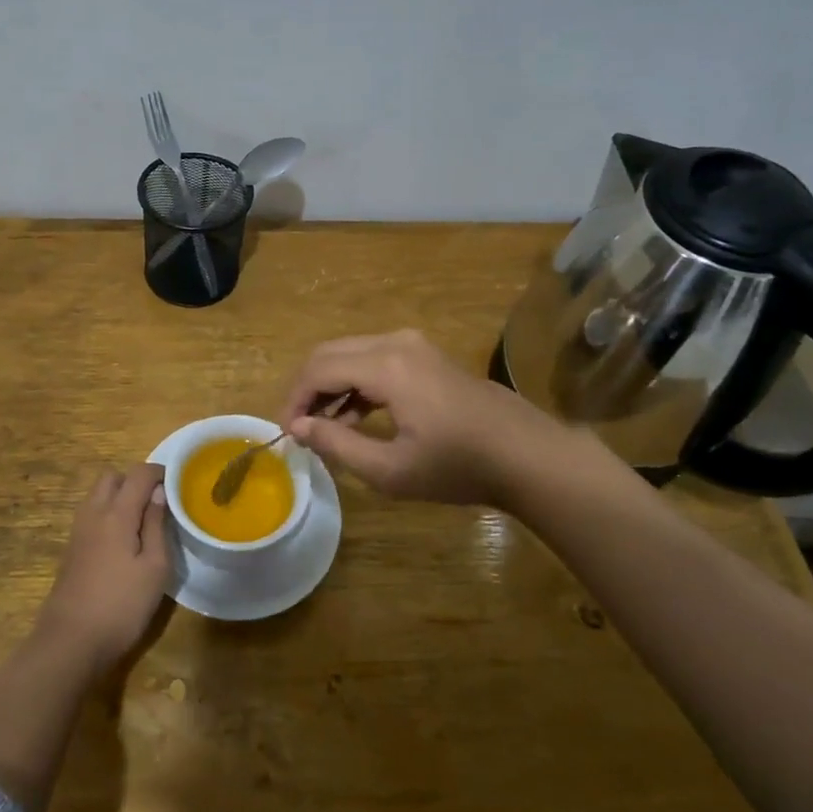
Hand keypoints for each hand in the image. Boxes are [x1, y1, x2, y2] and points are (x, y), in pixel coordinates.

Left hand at [39, 463, 170, 672]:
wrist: (70, 641)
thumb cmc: (121, 605)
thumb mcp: (155, 568)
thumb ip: (158, 525)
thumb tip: (159, 493)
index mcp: (117, 513)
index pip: (138, 473)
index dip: (159, 472)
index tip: (177, 484)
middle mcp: (93, 513)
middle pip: (112, 477)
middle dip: (135, 480)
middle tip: (157, 503)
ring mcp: (78, 530)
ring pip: (98, 494)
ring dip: (119, 497)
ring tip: (143, 522)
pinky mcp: (71, 548)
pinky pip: (91, 514)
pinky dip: (108, 513)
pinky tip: (123, 541)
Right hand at [279, 329, 619, 506]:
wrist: (526, 455)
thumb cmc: (457, 466)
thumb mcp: (390, 469)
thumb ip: (336, 444)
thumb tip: (298, 428)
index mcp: (385, 366)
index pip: (318, 370)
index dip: (294, 400)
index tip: (286, 434)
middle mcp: (395, 343)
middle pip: (330, 354)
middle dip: (307, 389)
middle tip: (299, 428)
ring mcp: (413, 345)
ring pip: (351, 355)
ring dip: (331, 387)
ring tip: (323, 430)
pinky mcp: (425, 355)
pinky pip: (374, 360)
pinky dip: (355, 384)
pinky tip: (354, 418)